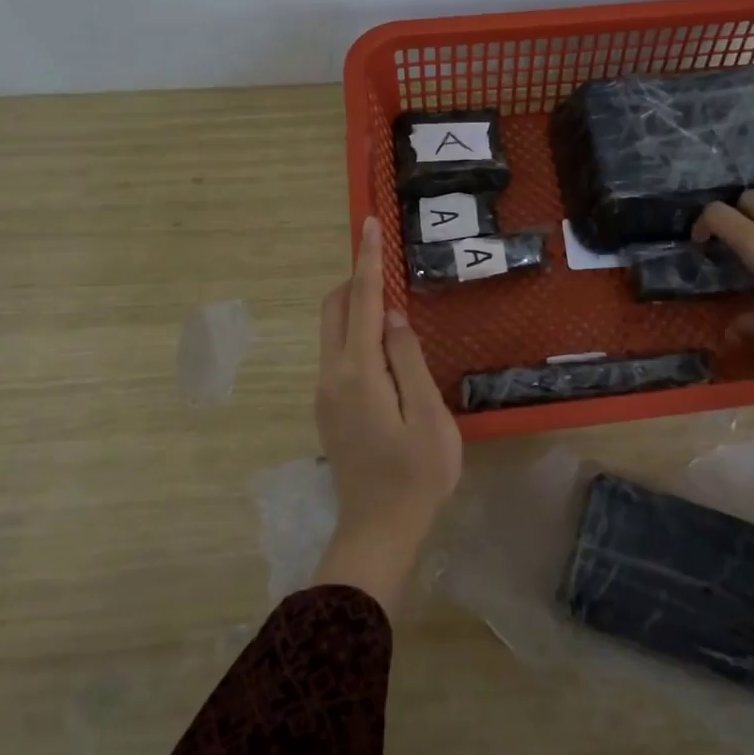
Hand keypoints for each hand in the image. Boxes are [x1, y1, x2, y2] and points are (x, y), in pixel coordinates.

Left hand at [310, 215, 462, 610]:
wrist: (378, 530)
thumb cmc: (417, 475)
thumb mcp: (428, 415)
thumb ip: (408, 359)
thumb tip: (391, 316)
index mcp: (358, 372)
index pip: (361, 302)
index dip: (368, 261)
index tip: (369, 224)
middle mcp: (331, 375)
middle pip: (334, 309)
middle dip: (355, 279)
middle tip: (386, 264)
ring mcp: (325, 393)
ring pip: (332, 331)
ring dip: (355, 307)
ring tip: (391, 306)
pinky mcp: (328, 408)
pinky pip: (337, 354)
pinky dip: (355, 334)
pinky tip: (384, 350)